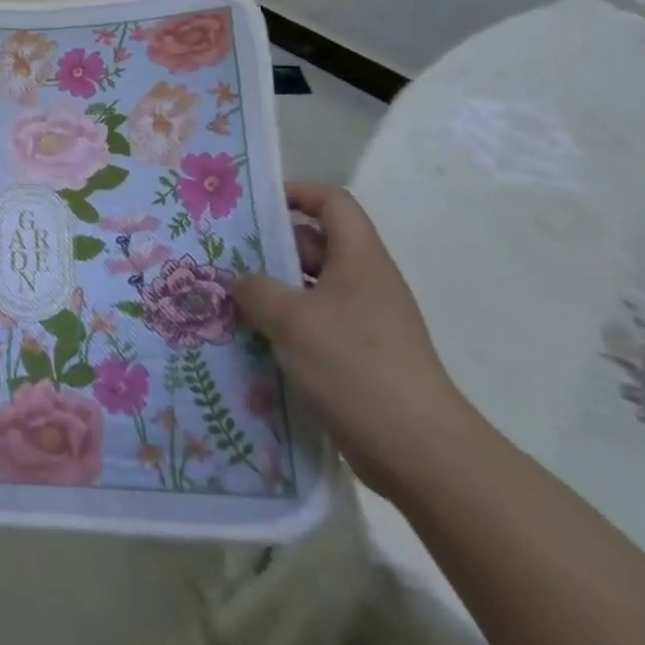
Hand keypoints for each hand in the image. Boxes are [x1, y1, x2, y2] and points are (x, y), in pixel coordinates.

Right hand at [232, 182, 483, 502]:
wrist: (419, 450)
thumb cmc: (355, 366)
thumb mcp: (292, 319)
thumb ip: (256, 290)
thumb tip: (241, 283)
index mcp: (359, 259)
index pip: (332, 203)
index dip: (297, 193)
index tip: (254, 204)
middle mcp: (364, 282)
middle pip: (316, 244)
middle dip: (271, 247)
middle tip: (225, 256)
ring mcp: (364, 321)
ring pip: (310, 288)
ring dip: (273, 290)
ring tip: (229, 298)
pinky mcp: (358, 357)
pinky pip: (315, 325)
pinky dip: (286, 325)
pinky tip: (253, 340)